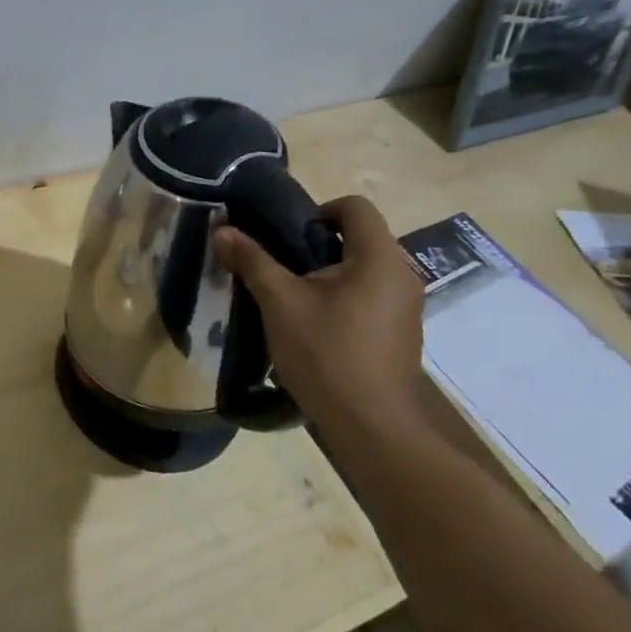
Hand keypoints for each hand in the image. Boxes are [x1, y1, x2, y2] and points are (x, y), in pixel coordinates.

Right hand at [214, 195, 425, 435]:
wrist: (369, 424)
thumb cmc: (326, 352)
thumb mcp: (280, 302)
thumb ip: (253, 261)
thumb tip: (223, 230)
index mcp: (379, 258)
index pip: (355, 207)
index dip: (317, 210)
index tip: (285, 236)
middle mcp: (402, 275)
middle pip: (359, 239)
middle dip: (316, 247)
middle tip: (280, 269)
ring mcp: (407, 307)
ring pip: (364, 271)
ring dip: (328, 276)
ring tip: (292, 301)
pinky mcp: (402, 334)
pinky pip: (371, 298)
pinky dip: (343, 300)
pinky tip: (316, 329)